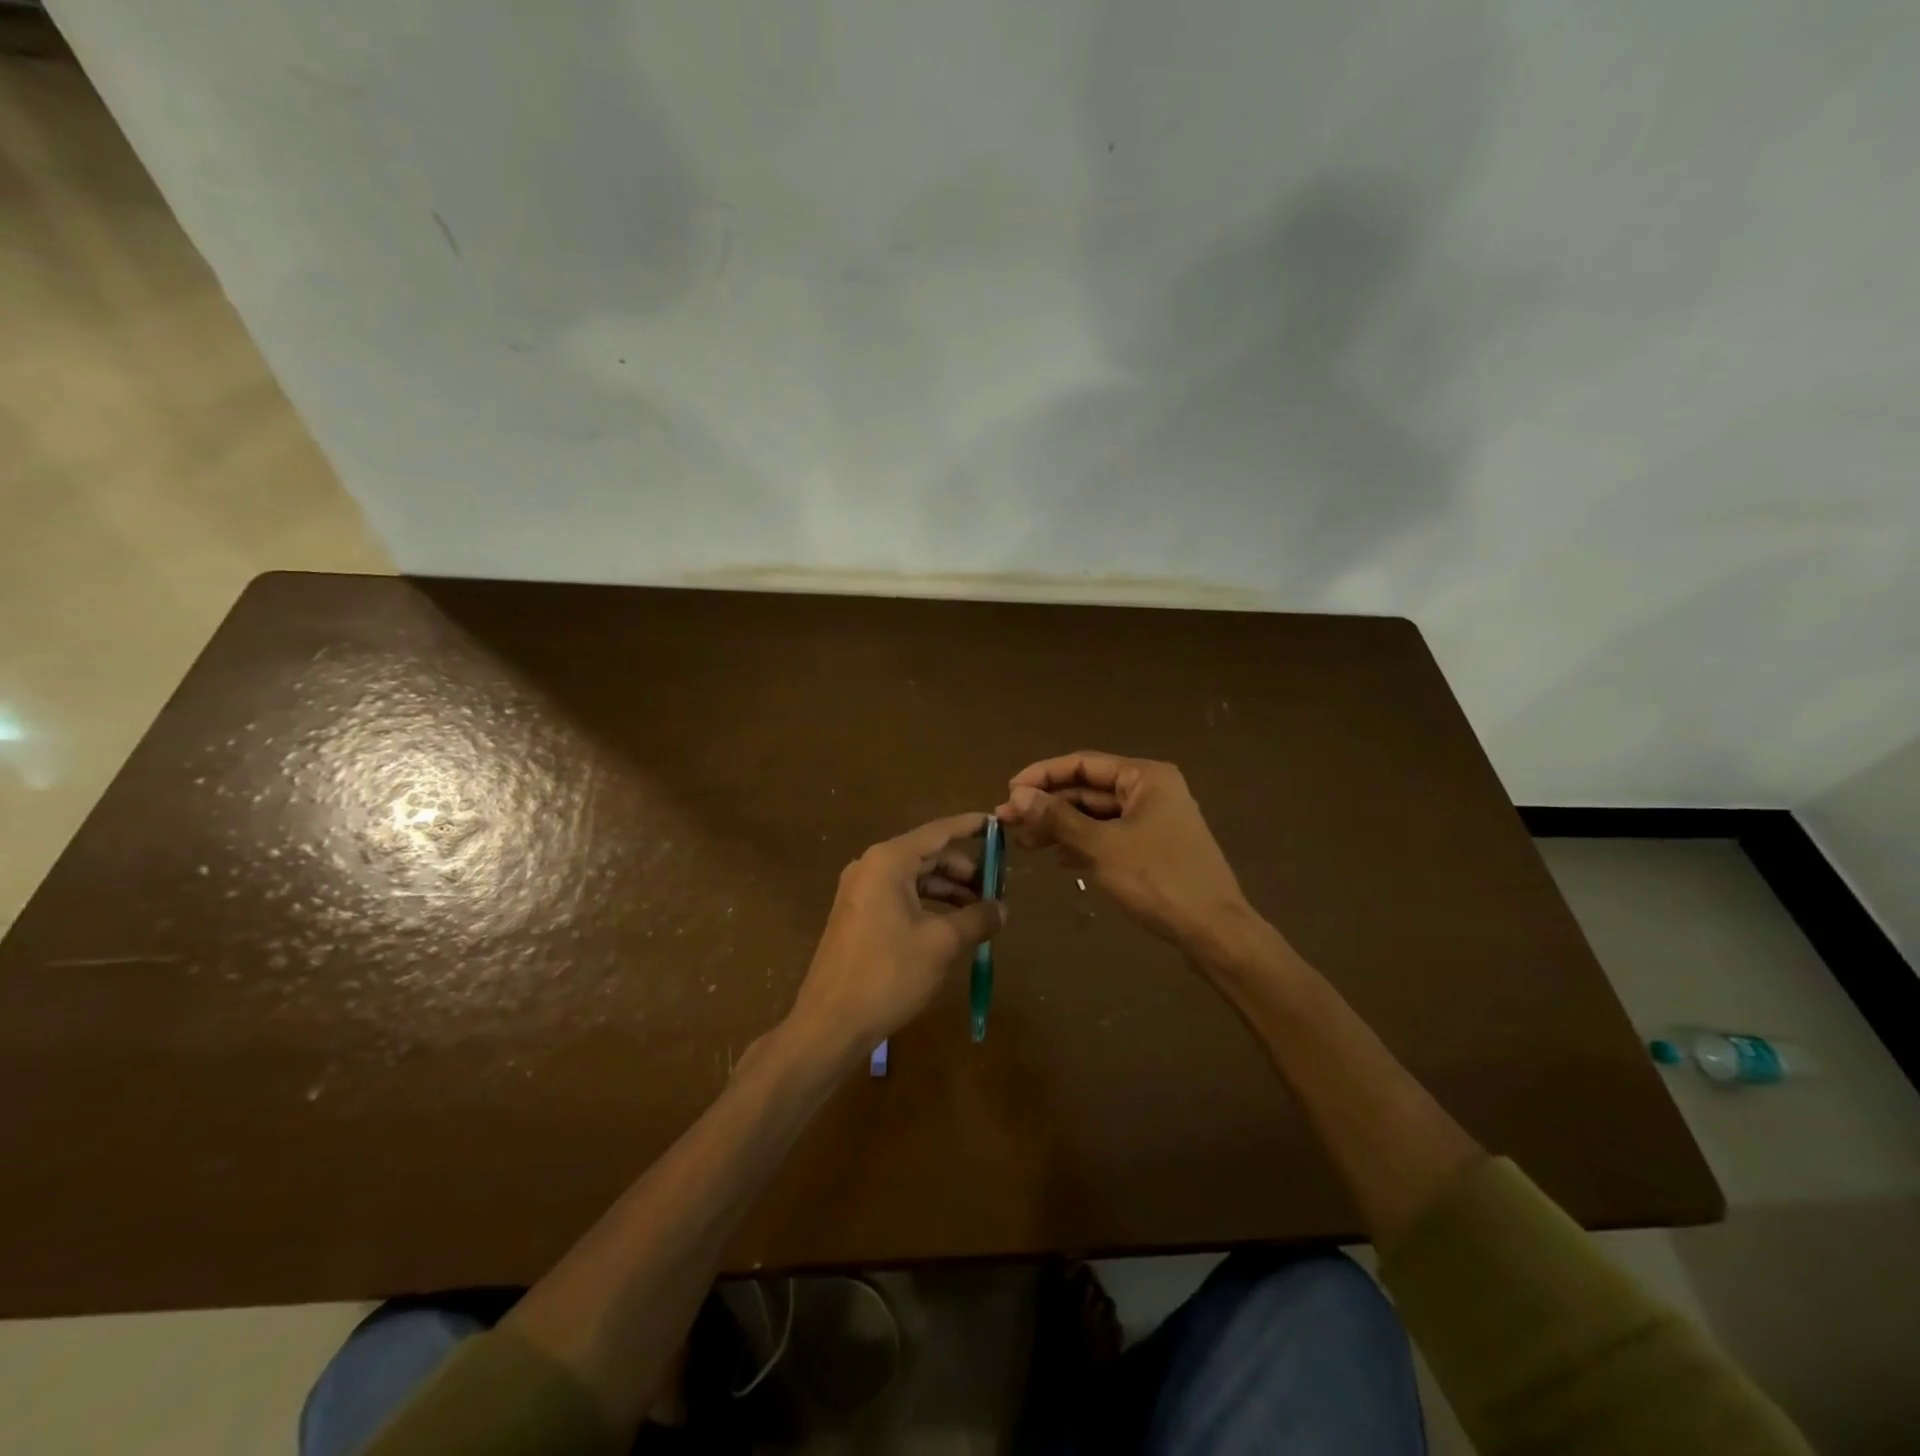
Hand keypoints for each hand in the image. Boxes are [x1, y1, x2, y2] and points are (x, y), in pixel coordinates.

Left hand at [787, 812, 1006, 1062]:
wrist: (831, 1022)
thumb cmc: (888, 973)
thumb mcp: (941, 943)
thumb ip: (976, 919)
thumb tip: (1003, 909)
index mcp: (888, 861)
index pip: (938, 832)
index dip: (970, 827)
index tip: (998, 825)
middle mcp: (871, 866)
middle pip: (927, 854)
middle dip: (964, 869)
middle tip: (997, 886)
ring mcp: (860, 890)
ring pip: (914, 877)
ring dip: (948, 889)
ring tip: (980, 910)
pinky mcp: (858, 914)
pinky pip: (900, 895)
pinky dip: (928, 903)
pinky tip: (951, 924)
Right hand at [995, 752, 1249, 951]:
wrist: (1213, 931)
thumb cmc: (1157, 879)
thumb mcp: (1101, 846)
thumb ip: (1057, 818)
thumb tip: (1017, 796)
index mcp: (1145, 777)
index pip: (1082, 764)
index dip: (1042, 775)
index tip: (1008, 792)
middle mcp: (1151, 790)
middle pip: (1088, 789)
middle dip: (1048, 805)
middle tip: (1007, 822)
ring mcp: (1154, 820)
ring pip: (1096, 815)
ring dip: (1060, 827)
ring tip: (1024, 844)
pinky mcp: (1154, 848)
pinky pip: (1109, 836)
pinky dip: (1082, 844)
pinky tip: (1058, 859)